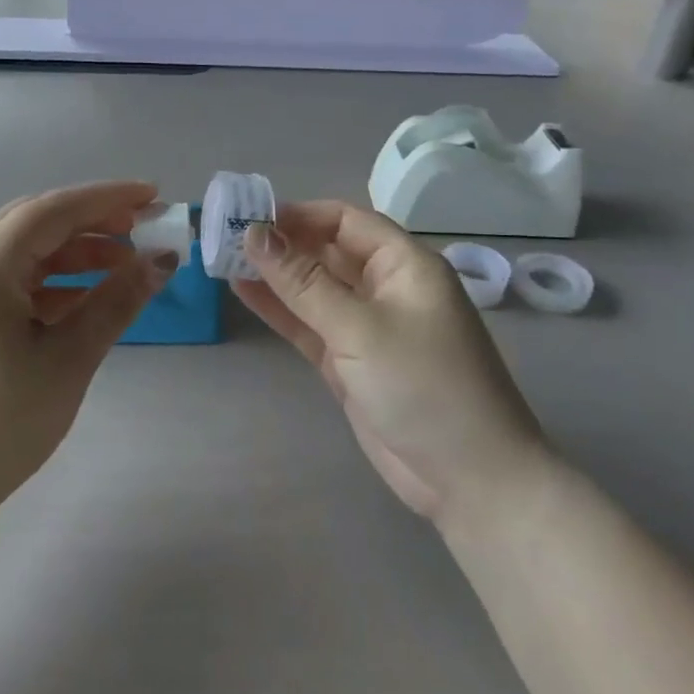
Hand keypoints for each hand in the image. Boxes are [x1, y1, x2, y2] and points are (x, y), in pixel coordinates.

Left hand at [0, 181, 175, 520]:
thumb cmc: (1, 422)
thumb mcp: (69, 359)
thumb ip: (116, 303)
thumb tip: (161, 262)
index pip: (52, 210)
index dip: (106, 198)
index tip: (153, 196)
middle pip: (35, 222)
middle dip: (90, 219)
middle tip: (140, 226)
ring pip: (25, 252)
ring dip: (74, 250)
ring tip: (124, 263)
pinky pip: (14, 282)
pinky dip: (54, 280)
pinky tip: (86, 297)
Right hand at [233, 202, 549, 523]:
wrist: (469, 479)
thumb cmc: (424, 386)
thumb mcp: (360, 329)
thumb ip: (304, 282)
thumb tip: (255, 233)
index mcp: (404, 265)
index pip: (345, 221)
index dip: (297, 214)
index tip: (247, 216)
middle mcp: (386, 287)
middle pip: (326, 251)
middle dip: (280, 243)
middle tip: (224, 237)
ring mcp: (367, 326)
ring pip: (313, 288)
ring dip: (274, 276)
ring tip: (224, 261)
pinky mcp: (350, 361)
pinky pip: (310, 324)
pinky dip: (280, 310)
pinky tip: (244, 293)